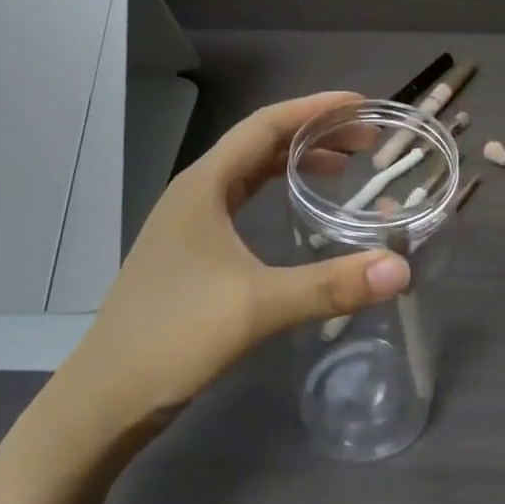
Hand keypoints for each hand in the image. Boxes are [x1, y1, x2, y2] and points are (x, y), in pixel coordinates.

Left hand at [53, 92, 411, 430]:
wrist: (104, 398)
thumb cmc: (173, 337)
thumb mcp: (256, 307)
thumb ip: (329, 286)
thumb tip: (400, 270)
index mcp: (204, 184)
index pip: (266, 125)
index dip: (315, 108)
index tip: (361, 105)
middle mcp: (195, 191)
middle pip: (260, 143)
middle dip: (313, 133)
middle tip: (365, 140)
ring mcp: (188, 220)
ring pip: (250, 171)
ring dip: (295, 161)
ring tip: (344, 166)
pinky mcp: (190, 249)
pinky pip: (241, 199)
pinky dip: (275, 191)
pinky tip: (296, 208)